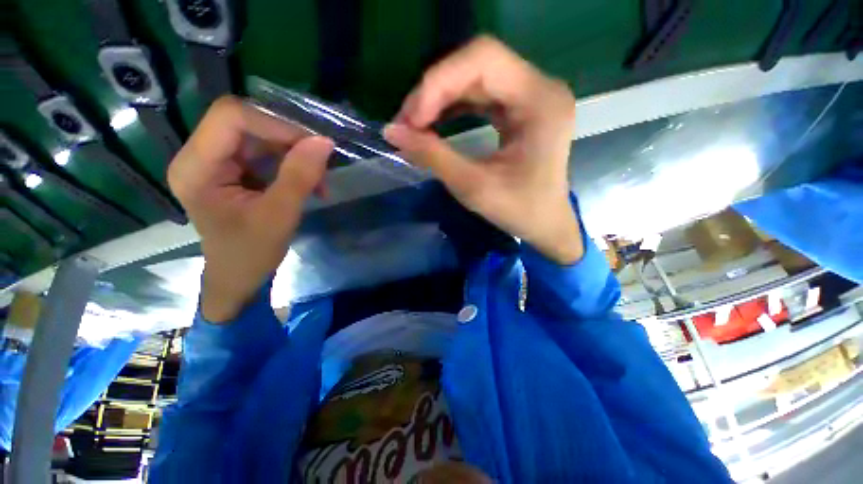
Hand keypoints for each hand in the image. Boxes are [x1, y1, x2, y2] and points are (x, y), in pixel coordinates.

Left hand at [168, 96, 333, 322]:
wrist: (239, 276)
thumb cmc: (251, 254)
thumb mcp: (279, 216)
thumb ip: (300, 177)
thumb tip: (324, 142)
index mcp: (196, 167)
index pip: (232, 117)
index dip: (275, 125)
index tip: (313, 147)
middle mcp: (200, 155)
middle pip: (246, 122)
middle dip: (289, 140)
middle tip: (320, 163)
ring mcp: (216, 161)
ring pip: (260, 135)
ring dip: (295, 153)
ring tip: (318, 180)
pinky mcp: (232, 169)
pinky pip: (265, 151)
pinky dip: (292, 162)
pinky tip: (309, 182)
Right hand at [384, 36, 582, 263]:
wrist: (544, 223)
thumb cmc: (518, 211)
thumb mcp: (473, 187)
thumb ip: (433, 156)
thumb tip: (391, 132)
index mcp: (540, 102)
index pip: (484, 60)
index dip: (439, 82)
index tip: (411, 119)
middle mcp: (540, 88)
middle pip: (477, 64)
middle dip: (435, 91)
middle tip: (406, 123)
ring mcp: (531, 96)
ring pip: (475, 77)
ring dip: (440, 97)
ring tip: (414, 124)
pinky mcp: (519, 108)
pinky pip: (480, 94)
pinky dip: (452, 106)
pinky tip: (434, 121)